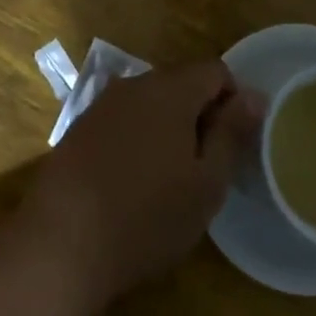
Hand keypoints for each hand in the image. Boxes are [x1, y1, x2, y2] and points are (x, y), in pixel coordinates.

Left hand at [19, 62, 264, 308]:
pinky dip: (138, 138)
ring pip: (151, 102)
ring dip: (168, 127)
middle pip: (181, 83)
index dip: (233, 101)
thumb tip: (255, 95)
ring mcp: (102, 104)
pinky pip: (123, 120)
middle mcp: (134, 84)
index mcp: (170, 89)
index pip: (215, 71)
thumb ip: (232, 133)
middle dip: (200, 114)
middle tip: (205, 167)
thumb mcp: (206, 183)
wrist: (61, 244)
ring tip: (170, 178)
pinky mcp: (80, 128)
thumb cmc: (147, 217)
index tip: (234, 144)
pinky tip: (133, 181)